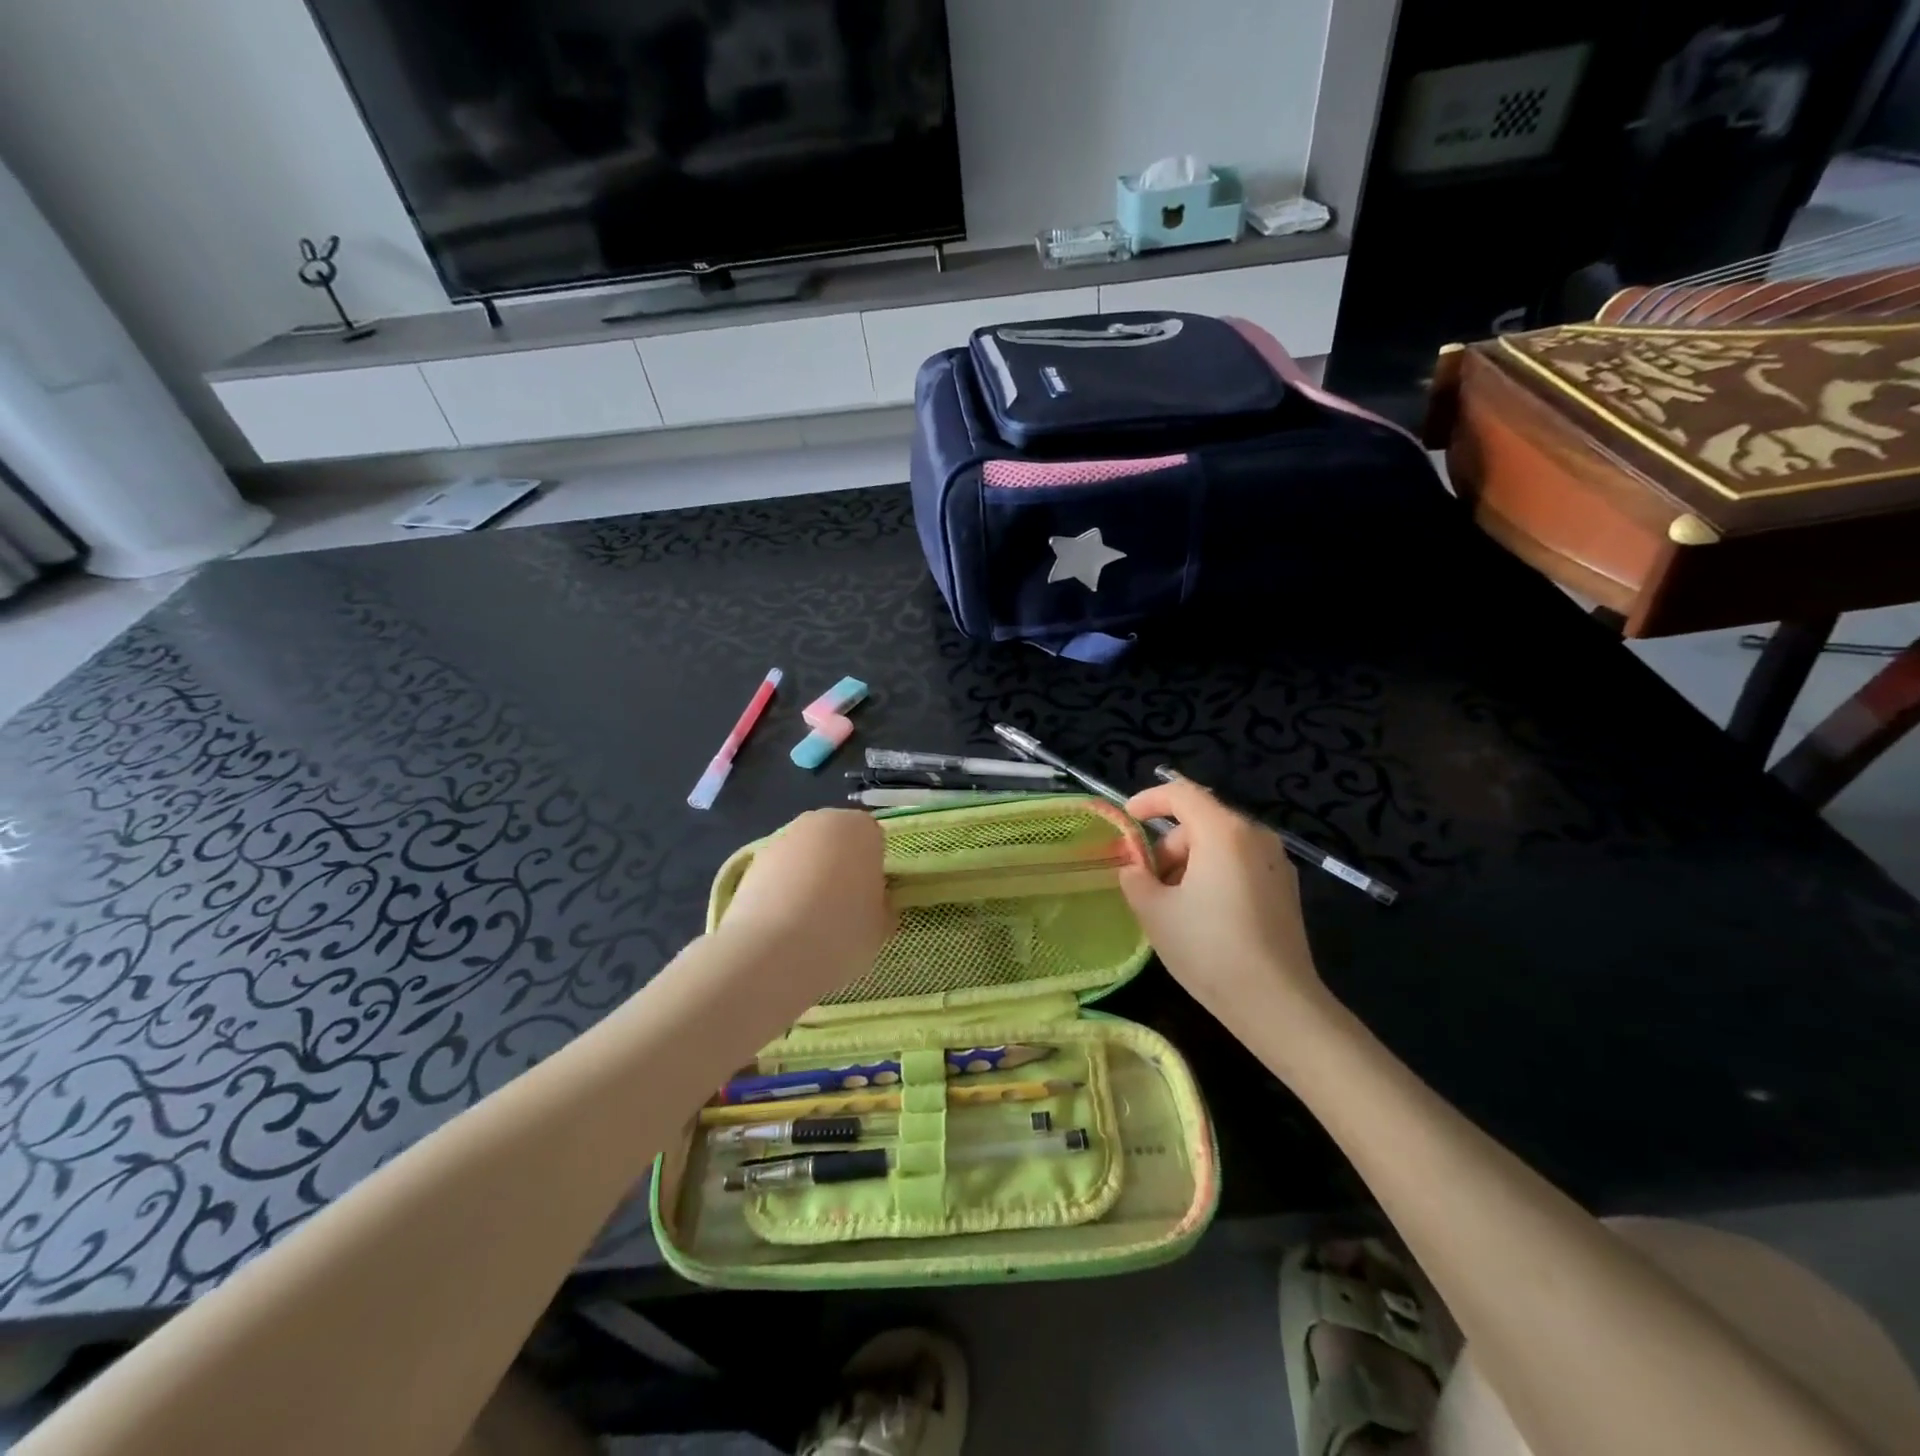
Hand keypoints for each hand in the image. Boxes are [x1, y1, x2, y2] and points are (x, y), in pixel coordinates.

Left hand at [715, 809, 890, 1006]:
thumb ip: (879, 904)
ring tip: (808, 922)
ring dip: (809, 877)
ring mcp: (781, 839)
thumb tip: (870, 902)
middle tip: (842, 907)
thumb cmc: (842, 932)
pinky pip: (779, 874)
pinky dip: (782, 892)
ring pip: (805, 856)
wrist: (772, 953)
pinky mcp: (751, 863)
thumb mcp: (881, 925)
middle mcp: (819, 822)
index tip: (870, 898)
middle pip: (837, 841)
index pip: (873, 839)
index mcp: (859, 828)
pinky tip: (782, 926)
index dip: (873, 869)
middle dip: (840, 866)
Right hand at [1118, 777, 1328, 1036]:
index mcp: (1223, 832)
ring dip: (1190, 863)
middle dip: (1168, 845)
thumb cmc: (1208, 948)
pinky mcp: (1286, 889)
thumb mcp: (1154, 912)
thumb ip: (1135, 878)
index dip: (1149, 800)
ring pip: (1220, 845)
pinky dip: (1214, 875)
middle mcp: (1255, 837)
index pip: (1182, 794)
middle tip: (1147, 883)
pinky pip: (1240, 865)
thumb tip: (1134, 868)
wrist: (1276, 1003)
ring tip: (1173, 904)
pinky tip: (1203, 915)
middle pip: (1201, 822)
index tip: (1127, 818)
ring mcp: (1276, 863)